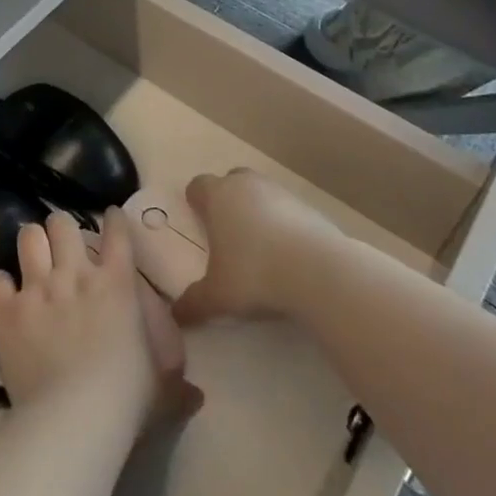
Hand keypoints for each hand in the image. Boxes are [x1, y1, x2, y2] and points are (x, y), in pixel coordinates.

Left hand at [0, 209, 198, 425]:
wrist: (74, 417)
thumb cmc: (127, 399)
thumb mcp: (162, 389)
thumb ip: (177, 385)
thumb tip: (197, 395)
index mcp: (117, 284)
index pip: (117, 233)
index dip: (113, 220)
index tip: (110, 217)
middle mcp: (75, 274)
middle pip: (63, 224)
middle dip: (61, 229)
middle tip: (62, 244)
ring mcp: (38, 288)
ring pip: (29, 237)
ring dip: (32, 244)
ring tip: (33, 255)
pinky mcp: (7, 310)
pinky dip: (1, 286)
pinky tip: (5, 296)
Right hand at [173, 169, 341, 326]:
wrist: (317, 270)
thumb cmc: (254, 274)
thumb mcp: (217, 295)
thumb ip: (193, 303)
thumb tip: (177, 315)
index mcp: (218, 196)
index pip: (198, 185)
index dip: (196, 201)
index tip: (197, 219)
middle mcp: (247, 185)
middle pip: (231, 181)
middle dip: (227, 200)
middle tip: (227, 231)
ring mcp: (281, 192)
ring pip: (261, 193)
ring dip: (257, 211)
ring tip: (259, 246)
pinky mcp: (309, 206)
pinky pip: (288, 209)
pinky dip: (284, 224)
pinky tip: (287, 253)